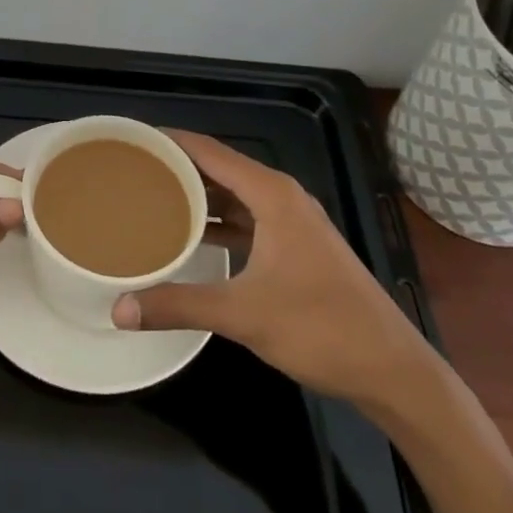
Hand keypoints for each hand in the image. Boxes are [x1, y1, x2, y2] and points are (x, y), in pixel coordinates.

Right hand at [110, 131, 436, 404]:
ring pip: (234, 195)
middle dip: (177, 167)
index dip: (170, 142)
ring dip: (197, 196)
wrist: (393, 371)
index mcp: (271, 194)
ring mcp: (293, 222)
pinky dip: (218, 221)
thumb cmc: (320, 328)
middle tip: (131, 172)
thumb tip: (119, 310)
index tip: (131, 141)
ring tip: (151, 198)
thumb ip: (179, 305)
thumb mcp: (243, 315)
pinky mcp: (297, 247)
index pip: (209, 151)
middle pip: (219, 168)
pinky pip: (247, 219)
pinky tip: (191, 237)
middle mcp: (282, 196)